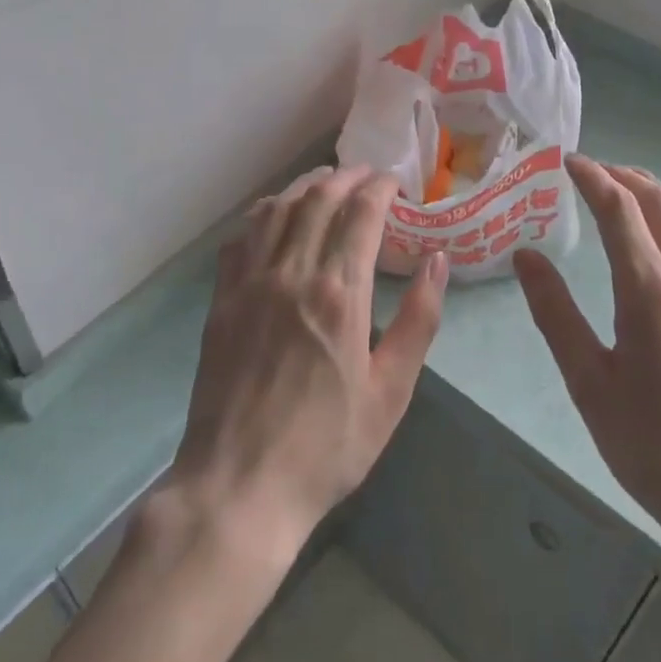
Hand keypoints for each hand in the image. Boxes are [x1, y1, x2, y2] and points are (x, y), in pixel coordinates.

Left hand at [168, 166, 447, 567]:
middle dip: (348, 177)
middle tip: (368, 176)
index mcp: (339, 293)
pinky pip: (242, 237)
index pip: (362, 214)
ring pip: (278, 209)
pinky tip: (276, 215)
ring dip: (305, 186)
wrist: (240, 486)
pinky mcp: (222, 300)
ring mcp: (251, 283)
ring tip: (327, 182)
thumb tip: (438, 261)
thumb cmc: (327, 445)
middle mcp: (292, 273)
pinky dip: (264, 213)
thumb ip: (418, 319)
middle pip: (320, 199)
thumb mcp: (391, 391)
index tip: (396, 183)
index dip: (381, 188)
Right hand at [513, 156, 660, 570]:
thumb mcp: (589, 384)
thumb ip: (554, 313)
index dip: (593, 177)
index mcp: (649, 293)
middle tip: (596, 173)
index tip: (569, 162)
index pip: (619, 210)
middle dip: (625, 178)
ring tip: (636, 190)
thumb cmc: (653, 450)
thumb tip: (525, 255)